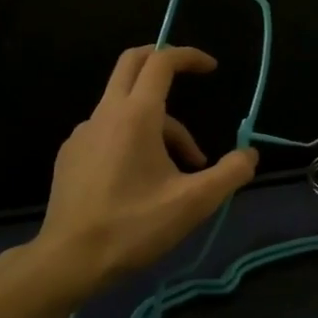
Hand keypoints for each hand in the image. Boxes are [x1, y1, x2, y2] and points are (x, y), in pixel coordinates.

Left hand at [28, 46, 257, 300]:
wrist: (67, 261)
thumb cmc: (132, 227)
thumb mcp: (193, 204)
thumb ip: (229, 174)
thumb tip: (250, 154)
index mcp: (136, 115)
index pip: (162, 62)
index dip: (189, 56)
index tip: (212, 68)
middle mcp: (105, 113)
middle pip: (133, 64)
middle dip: (163, 62)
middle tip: (189, 76)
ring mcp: (83, 133)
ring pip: (125, 107)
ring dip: (159, 123)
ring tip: (183, 169)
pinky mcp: (71, 155)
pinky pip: (108, 130)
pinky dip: (133, 138)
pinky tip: (143, 178)